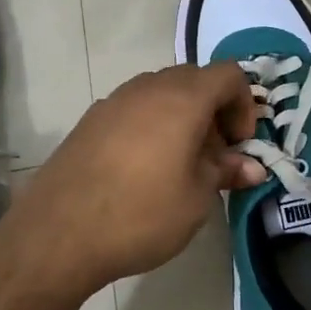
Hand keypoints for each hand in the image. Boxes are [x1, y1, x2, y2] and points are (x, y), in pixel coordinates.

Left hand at [3, 63, 265, 294]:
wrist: (58, 234)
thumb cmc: (141, 214)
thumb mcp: (196, 198)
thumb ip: (226, 172)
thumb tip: (252, 167)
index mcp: (182, 98)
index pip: (228, 75)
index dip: (245, 105)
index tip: (239, 145)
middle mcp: (148, 88)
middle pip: (195, 80)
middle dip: (214, 111)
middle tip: (215, 155)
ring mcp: (114, 101)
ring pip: (161, 93)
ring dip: (182, 117)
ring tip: (181, 163)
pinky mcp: (90, 120)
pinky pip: (134, 109)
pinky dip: (152, 125)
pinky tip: (144, 168)